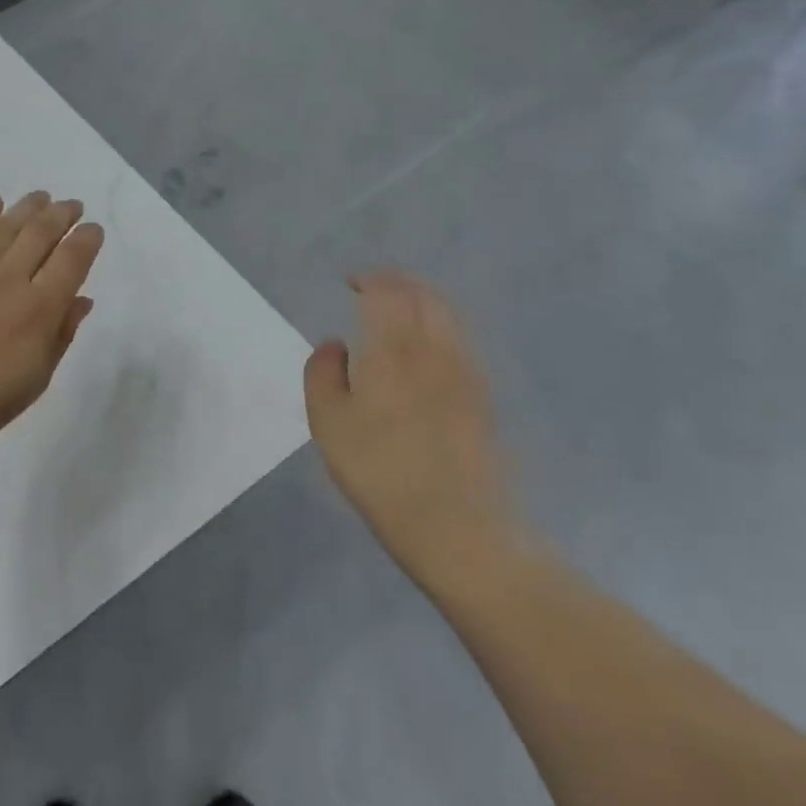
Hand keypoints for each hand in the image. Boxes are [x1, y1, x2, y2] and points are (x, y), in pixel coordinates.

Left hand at [0, 192, 104, 462]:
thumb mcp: (36, 379)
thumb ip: (61, 334)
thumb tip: (81, 299)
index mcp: (39, 310)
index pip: (72, 261)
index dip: (87, 240)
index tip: (92, 230)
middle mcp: (8, 281)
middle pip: (40, 234)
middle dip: (61, 215)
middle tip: (71, 206)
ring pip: (5, 228)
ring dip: (27, 208)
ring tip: (41, 196)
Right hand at [304, 272, 525, 591]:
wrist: (456, 526)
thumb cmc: (379, 471)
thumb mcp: (327, 422)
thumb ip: (323, 372)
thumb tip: (336, 345)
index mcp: (394, 350)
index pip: (388, 293)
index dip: (370, 279)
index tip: (351, 282)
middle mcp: (436, 351)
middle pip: (425, 296)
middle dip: (400, 283)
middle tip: (374, 288)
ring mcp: (467, 373)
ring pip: (449, 317)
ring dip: (423, 301)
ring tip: (400, 311)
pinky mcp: (483, 398)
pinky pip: (461, 342)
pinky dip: (440, 328)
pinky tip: (425, 349)